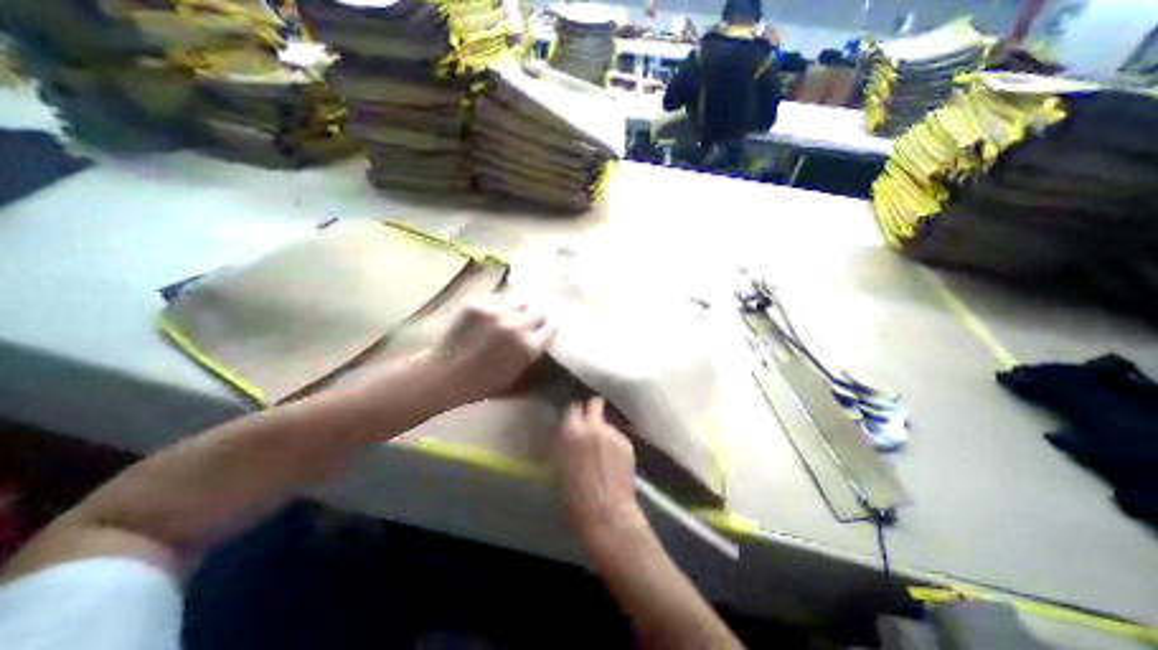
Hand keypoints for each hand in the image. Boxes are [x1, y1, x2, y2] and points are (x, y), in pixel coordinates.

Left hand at [438, 294, 559, 406]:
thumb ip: (535, 360)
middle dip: (533, 320)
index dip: (545, 330)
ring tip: (507, 317)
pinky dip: (497, 305)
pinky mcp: (477, 304)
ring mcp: (496, 313)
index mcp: (529, 347)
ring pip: (520, 301)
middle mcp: (517, 326)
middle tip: (524, 325)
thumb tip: (545, 343)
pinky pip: (498, 298)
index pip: (550, 328)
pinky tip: (490, 315)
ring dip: (517, 310)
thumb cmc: (483, 384)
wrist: (446, 375)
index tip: (541, 332)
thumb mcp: (517, 378)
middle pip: (538, 313)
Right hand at [551, 398, 642, 539]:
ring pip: (607, 422)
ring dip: (603, 429)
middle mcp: (592, 426)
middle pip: (594, 403)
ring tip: (603, 449)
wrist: (605, 513)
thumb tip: (565, 430)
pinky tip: (614, 460)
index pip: (572, 407)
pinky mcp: (626, 442)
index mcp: (570, 431)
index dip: (574, 412)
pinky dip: (615, 443)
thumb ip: (562, 441)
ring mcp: (611, 432)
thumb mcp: (557, 464)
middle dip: (592, 408)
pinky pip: (618, 436)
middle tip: (591, 418)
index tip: (575, 417)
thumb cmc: (573, 496)